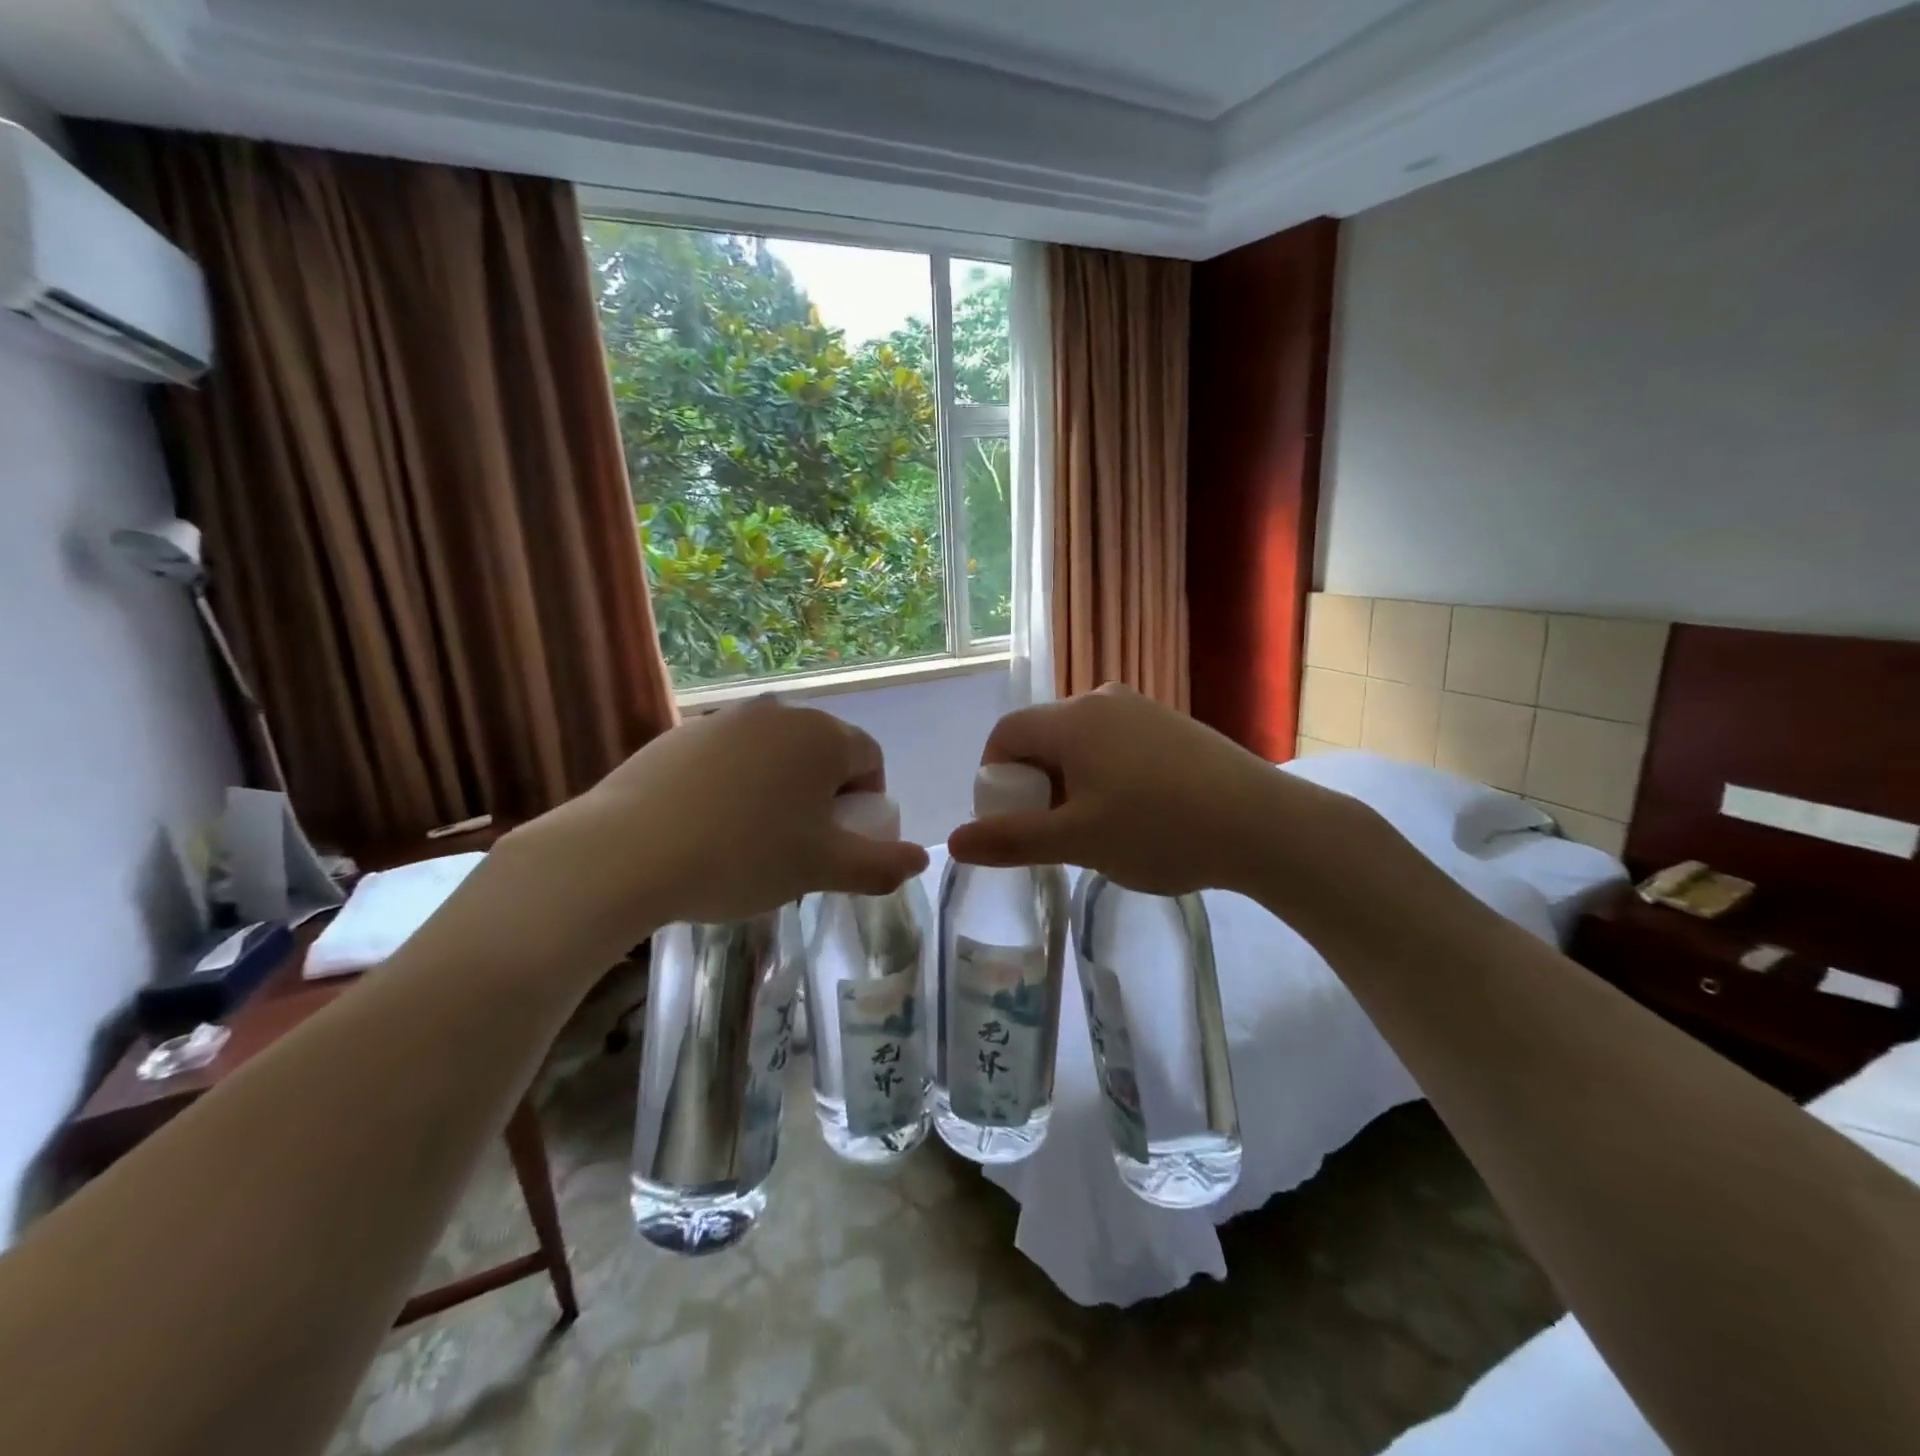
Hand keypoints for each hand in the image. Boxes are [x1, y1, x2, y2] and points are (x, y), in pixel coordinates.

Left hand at [493, 697, 928, 958]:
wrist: (626, 852)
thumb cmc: (743, 856)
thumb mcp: (822, 870)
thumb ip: (881, 865)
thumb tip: (922, 859)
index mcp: (822, 735)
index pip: (869, 759)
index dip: (866, 804)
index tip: (842, 843)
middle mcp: (777, 713)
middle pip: (822, 753)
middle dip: (823, 797)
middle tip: (801, 847)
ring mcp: (723, 719)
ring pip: (773, 756)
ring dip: (779, 792)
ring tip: (751, 842)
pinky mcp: (678, 735)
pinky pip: (728, 759)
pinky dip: (734, 787)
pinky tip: (707, 828)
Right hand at [946, 684, 1392, 904]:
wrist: (1264, 824)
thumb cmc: (1159, 830)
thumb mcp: (1077, 842)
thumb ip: (1012, 840)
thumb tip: (953, 843)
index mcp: (1072, 719)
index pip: (1005, 734)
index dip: (994, 777)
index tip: (1011, 820)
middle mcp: (1103, 699)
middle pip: (1043, 736)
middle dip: (1035, 783)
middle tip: (1054, 833)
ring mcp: (1143, 709)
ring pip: (1082, 742)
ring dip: (1072, 782)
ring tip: (1096, 828)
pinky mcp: (1173, 725)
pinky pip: (1117, 744)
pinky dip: (1106, 774)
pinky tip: (1138, 813)